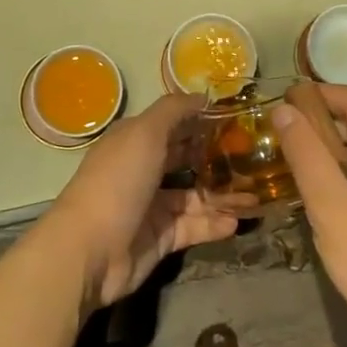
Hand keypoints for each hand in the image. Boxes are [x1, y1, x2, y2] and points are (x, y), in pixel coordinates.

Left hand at [40, 93, 250, 312]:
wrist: (90, 250)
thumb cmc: (118, 181)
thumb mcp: (145, 133)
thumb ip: (174, 111)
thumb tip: (202, 96)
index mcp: (135, 140)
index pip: (173, 124)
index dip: (201, 120)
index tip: (238, 118)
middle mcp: (143, 169)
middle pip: (185, 159)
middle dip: (216, 157)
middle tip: (254, 156)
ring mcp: (152, 205)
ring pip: (194, 196)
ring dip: (223, 194)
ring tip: (256, 193)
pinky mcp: (161, 238)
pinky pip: (193, 227)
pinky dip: (214, 224)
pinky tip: (239, 221)